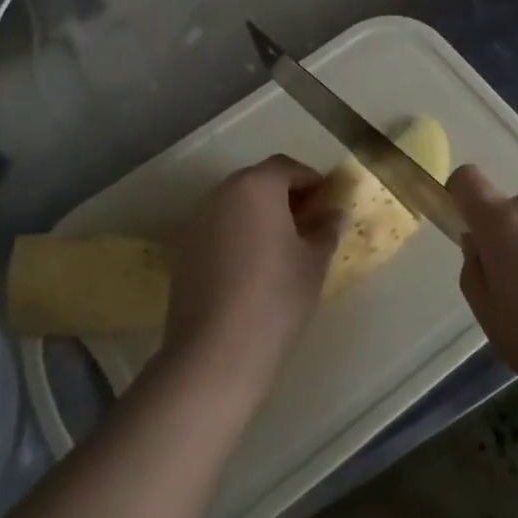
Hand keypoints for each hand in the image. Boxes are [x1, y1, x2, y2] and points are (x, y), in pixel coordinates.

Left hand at [161, 155, 341, 399]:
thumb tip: (334, 213)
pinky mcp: (183, 247)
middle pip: (257, 181)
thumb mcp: (313, 262)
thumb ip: (326, 229)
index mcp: (257, 185)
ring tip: (280, 244)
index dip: (310, 180)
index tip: (326, 200)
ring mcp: (197, 219)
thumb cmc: (276, 297)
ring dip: (258, 213)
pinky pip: (218, 226)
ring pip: (235, 203)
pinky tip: (251, 264)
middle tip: (307, 221)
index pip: (287, 167)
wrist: (215, 350)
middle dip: (283, 194)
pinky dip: (237, 232)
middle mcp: (222, 192)